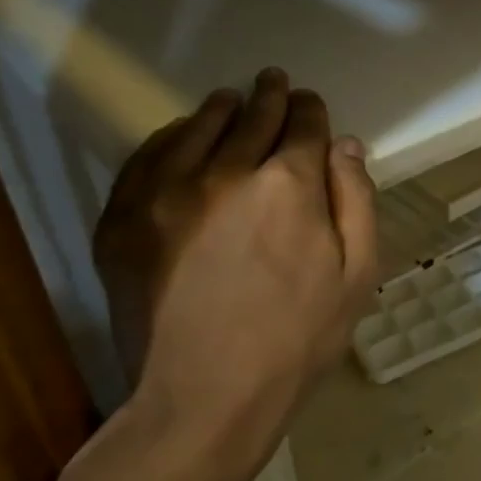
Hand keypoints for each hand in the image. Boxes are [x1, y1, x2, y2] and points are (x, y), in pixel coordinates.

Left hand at [92, 69, 376, 480]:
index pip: (304, 126)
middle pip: (253, 118)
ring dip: (221, 109)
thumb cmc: (298, 340)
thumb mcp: (357, 275)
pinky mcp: (123, 218)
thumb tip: (346, 145)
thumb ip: (356, 201)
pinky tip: (181, 134)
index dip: (312, 112)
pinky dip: (170, 137)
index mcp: (289, 185)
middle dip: (271, 98)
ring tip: (231, 99)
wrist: (204, 398)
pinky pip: (148, 156)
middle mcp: (225, 172)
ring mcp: (165, 192)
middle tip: (275, 82)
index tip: (313, 105)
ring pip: (198, 128)